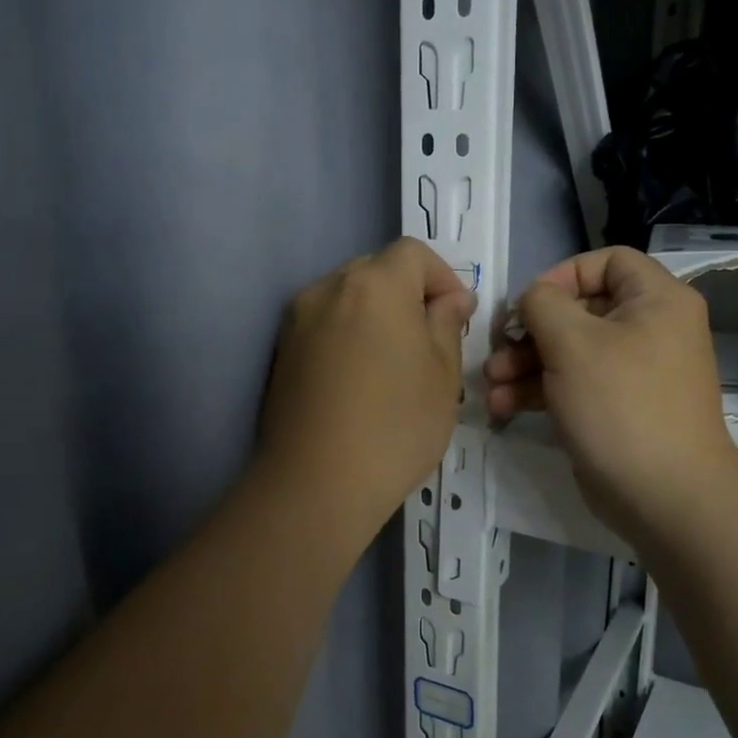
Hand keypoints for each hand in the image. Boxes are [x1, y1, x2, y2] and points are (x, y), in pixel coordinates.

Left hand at [258, 237, 475, 532]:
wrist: (317, 484)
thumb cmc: (395, 426)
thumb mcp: (443, 374)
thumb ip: (447, 324)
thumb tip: (450, 300)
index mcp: (375, 284)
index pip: (413, 253)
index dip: (442, 277)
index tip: (456, 318)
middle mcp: (329, 288)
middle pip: (376, 269)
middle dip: (407, 293)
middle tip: (428, 340)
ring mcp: (297, 318)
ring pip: (347, 296)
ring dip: (375, 314)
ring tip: (392, 362)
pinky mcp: (281, 350)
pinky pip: (324, 323)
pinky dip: (346, 333)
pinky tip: (359, 378)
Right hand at [486, 247, 737, 536]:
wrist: (665, 496)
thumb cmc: (622, 405)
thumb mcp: (573, 343)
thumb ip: (542, 304)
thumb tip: (532, 300)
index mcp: (656, 300)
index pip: (608, 261)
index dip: (562, 275)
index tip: (529, 304)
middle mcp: (649, 329)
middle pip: (579, 310)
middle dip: (529, 331)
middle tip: (496, 350)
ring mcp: (632, 372)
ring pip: (569, 351)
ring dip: (524, 364)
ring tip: (491, 385)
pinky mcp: (615, 408)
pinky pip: (573, 384)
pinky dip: (539, 391)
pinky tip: (504, 407)